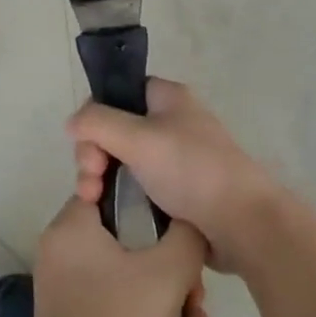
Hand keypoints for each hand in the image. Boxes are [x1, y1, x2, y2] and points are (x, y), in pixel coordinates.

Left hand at [30, 198, 206, 316]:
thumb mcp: (168, 274)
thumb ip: (187, 234)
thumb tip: (191, 220)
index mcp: (70, 227)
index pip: (112, 187)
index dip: (151, 200)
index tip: (180, 224)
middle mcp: (59, 249)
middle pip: (126, 235)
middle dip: (170, 263)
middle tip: (197, 293)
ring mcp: (62, 286)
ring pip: (126, 270)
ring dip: (165, 294)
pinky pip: (114, 296)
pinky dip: (143, 312)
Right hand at [68, 79, 282, 273]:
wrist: (243, 223)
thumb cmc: (191, 170)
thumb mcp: (138, 138)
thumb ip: (97, 122)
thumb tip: (72, 122)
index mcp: (166, 98)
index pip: (117, 93)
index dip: (96, 117)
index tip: (90, 149)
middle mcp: (170, 122)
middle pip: (114, 130)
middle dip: (94, 155)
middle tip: (90, 183)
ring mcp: (174, 158)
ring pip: (123, 161)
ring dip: (102, 179)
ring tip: (94, 203)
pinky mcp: (177, 190)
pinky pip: (138, 186)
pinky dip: (121, 197)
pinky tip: (109, 214)